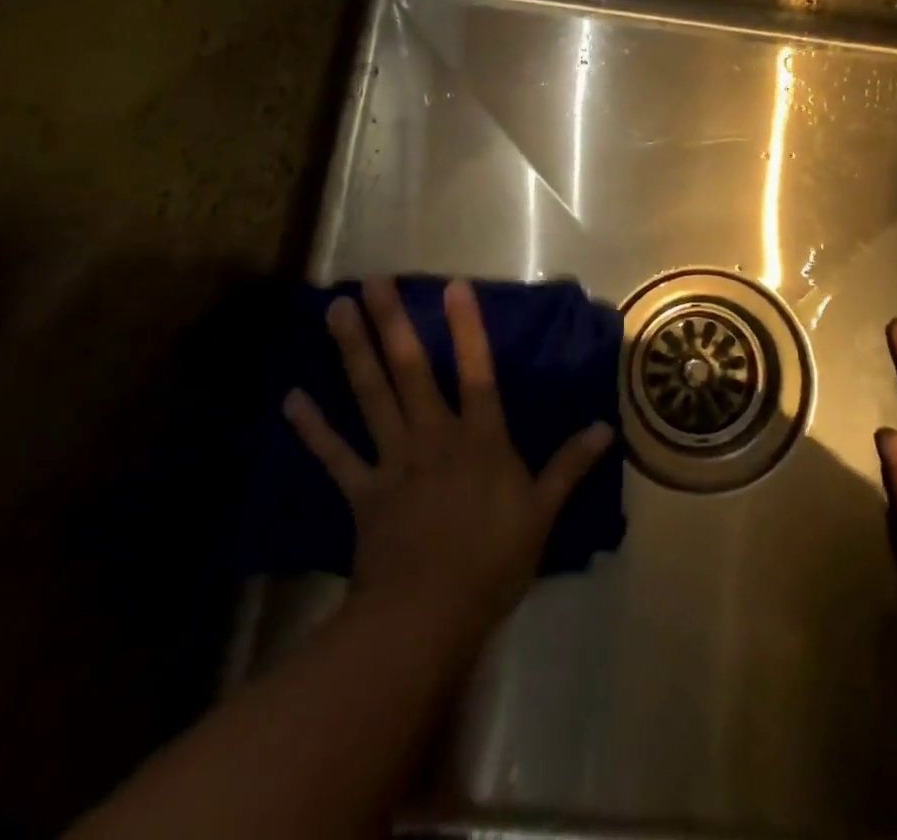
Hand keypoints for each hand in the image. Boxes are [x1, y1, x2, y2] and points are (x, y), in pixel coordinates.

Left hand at [283, 277, 613, 638]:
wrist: (428, 614)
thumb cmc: (493, 560)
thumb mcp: (542, 512)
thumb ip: (570, 466)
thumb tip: (605, 429)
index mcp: (479, 437)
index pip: (477, 371)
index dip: (467, 328)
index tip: (452, 285)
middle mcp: (433, 435)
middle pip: (411, 370)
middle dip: (392, 323)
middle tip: (372, 281)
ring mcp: (393, 459)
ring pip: (371, 395)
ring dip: (352, 352)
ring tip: (335, 311)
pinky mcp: (362, 490)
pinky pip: (336, 454)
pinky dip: (313, 428)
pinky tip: (292, 399)